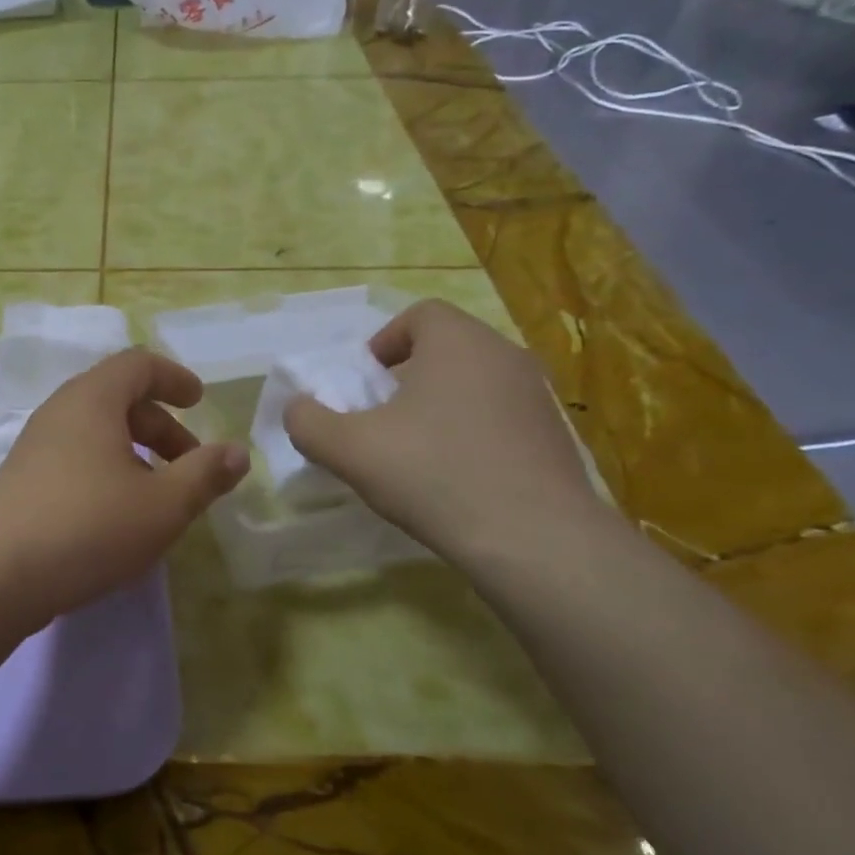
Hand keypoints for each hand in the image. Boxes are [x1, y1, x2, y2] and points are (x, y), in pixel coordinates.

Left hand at [0, 349, 249, 618]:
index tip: (200, 402)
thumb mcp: (162, 504)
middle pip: (119, 400)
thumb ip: (204, 475)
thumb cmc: (88, 527)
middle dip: (162, 427)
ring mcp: (36, 446)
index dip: (174, 378)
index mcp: (93, 400)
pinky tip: (119, 517)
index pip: (138, 364)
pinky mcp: (23, 480)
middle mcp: (60, 412)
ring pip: (97, 433)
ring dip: (136, 454)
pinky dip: (108, 472)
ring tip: (159, 497)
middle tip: (191, 465)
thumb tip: (237, 453)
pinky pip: (76, 459)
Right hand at [283, 300, 599, 563]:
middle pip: (448, 349)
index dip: (384, 342)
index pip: (420, 315)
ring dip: (442, 407)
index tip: (365, 383)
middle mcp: (505, 356)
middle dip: (409, 377)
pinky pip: (502, 419)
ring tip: (417, 453)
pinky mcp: (556, 438)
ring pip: (476, 385)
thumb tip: (298, 409)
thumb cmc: (434, 474)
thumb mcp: (349, 449)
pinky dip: (474, 435)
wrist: (534, 539)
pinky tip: (457, 479)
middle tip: (383, 419)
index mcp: (458, 342)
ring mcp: (539, 397)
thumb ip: (308, 422)